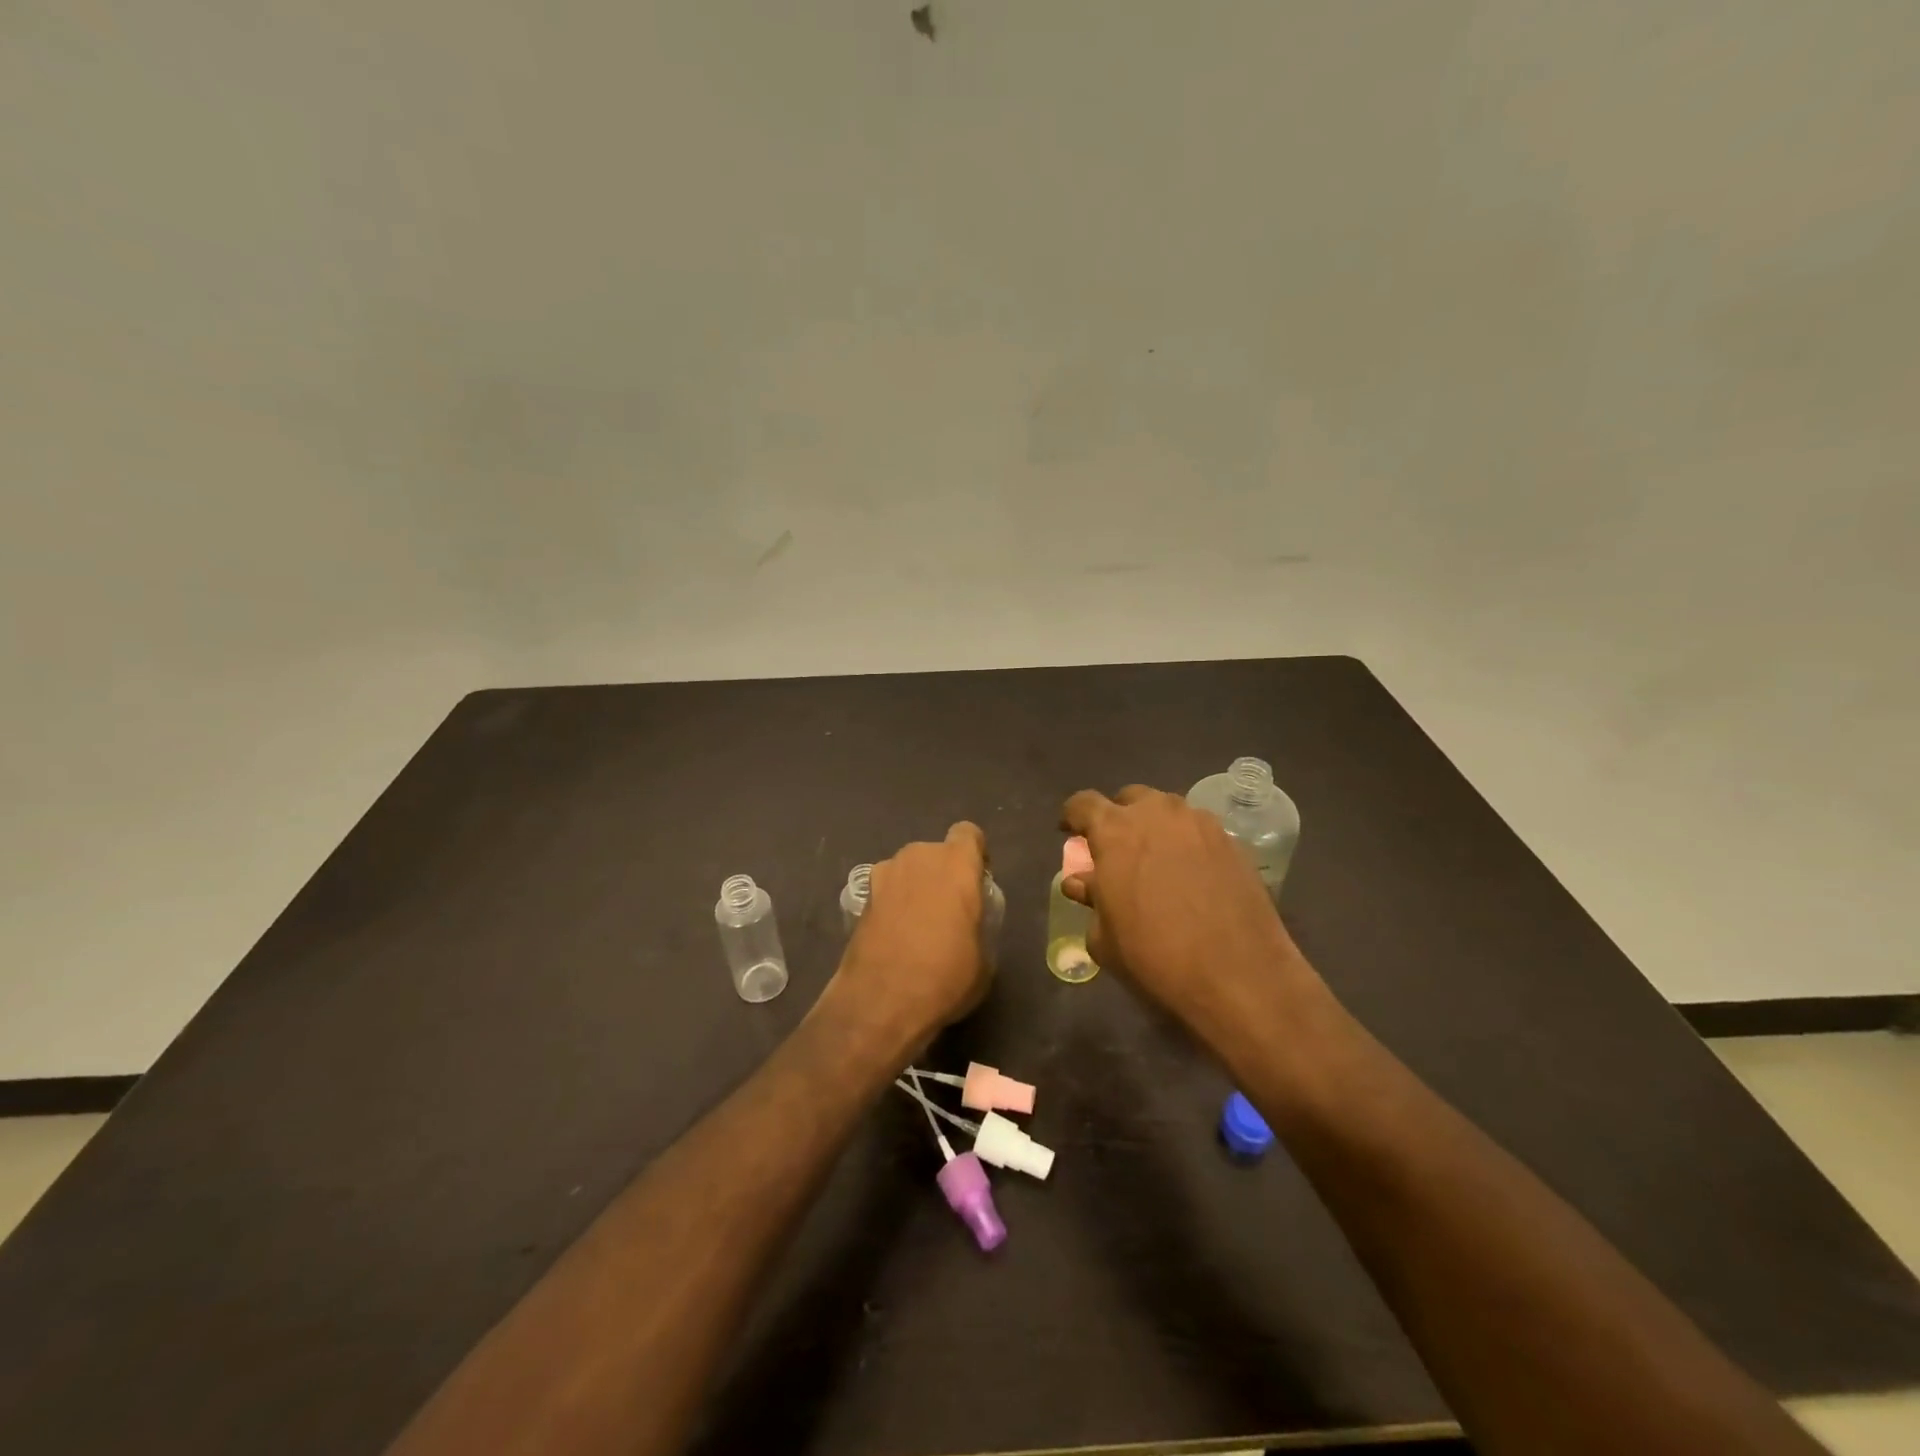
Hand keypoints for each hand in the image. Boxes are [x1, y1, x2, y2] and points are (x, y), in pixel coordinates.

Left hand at [828, 822, 991, 1042]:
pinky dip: (893, 905)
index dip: (975, 855)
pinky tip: (895, 937)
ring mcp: (885, 874)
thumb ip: (978, 924)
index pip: (968, 834)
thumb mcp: (983, 958)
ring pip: (909, 870)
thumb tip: (968, 925)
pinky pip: (888, 890)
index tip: (977, 884)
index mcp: (956, 864)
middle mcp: (919, 857)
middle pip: (936, 853)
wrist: (880, 1002)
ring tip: (919, 926)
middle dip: (943, 874)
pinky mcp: (862, 897)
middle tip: (949, 911)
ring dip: (916, 887)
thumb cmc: (945, 977)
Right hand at [1061, 785, 1304, 1038]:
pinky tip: (1192, 878)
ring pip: (1167, 811)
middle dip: (1118, 819)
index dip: (1073, 818)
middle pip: (1129, 799)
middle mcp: (1157, 813)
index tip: (1071, 835)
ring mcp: (1200, 823)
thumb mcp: (1103, 937)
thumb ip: (1090, 898)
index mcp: (1115, 830)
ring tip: (1157, 864)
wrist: (1238, 976)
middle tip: (1118, 852)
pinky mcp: (1233, 842)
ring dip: (1155, 828)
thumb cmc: (1154, 957)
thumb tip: (1085, 882)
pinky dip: (1187, 845)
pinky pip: (1198, 831)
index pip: (1082, 804)